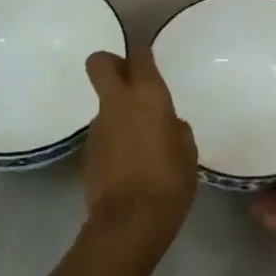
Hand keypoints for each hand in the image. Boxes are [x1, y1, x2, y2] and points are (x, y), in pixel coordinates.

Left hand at [81, 47, 197, 256]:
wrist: (130, 222)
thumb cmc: (169, 182)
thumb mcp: (187, 152)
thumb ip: (176, 130)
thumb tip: (167, 125)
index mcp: (148, 96)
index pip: (139, 55)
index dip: (142, 53)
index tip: (148, 60)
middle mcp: (118, 103)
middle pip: (100, 63)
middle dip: (112, 63)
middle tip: (130, 79)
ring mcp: (98, 126)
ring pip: (105, 103)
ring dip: (118, 111)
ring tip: (141, 140)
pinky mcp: (88, 151)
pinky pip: (104, 132)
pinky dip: (115, 138)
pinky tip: (130, 163)